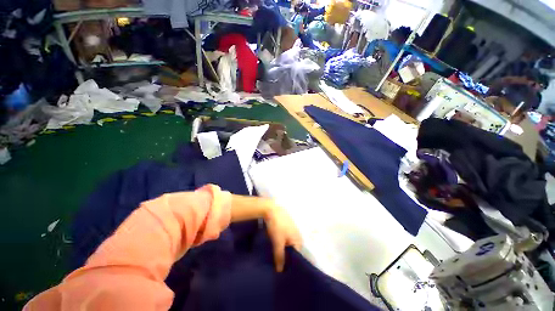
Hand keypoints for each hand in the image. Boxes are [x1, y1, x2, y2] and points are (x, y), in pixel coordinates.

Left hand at [264, 204, 301, 271]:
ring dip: (283, 248)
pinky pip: (285, 237)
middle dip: (286, 256)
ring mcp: (292, 228)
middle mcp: (298, 234)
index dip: (290, 263)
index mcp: (299, 239)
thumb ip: (280, 256)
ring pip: (288, 243)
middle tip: (278, 264)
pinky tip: (275, 244)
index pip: (297, 256)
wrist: (272, 209)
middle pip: (293, 249)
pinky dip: (281, 241)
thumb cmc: (277, 226)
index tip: (283, 270)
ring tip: (276, 255)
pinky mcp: (286, 224)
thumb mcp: (278, 242)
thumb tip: (280, 271)